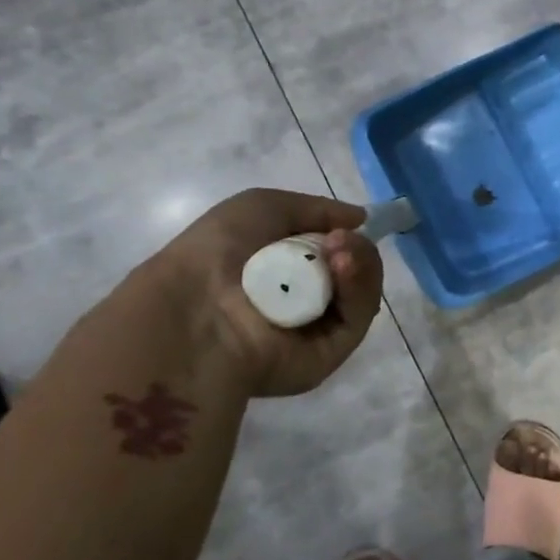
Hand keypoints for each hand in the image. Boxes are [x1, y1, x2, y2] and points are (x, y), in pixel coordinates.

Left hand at [151, 188, 383, 397]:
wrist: (197, 309)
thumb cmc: (218, 252)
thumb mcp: (262, 207)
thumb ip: (318, 209)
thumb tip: (361, 219)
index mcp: (283, 270)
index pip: (335, 252)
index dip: (345, 235)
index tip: (348, 224)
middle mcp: (304, 299)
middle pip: (355, 270)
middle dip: (356, 248)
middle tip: (339, 240)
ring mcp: (320, 327)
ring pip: (362, 291)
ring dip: (360, 263)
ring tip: (340, 252)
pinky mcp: (332, 351)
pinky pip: (359, 316)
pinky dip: (359, 288)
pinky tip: (343, 268)